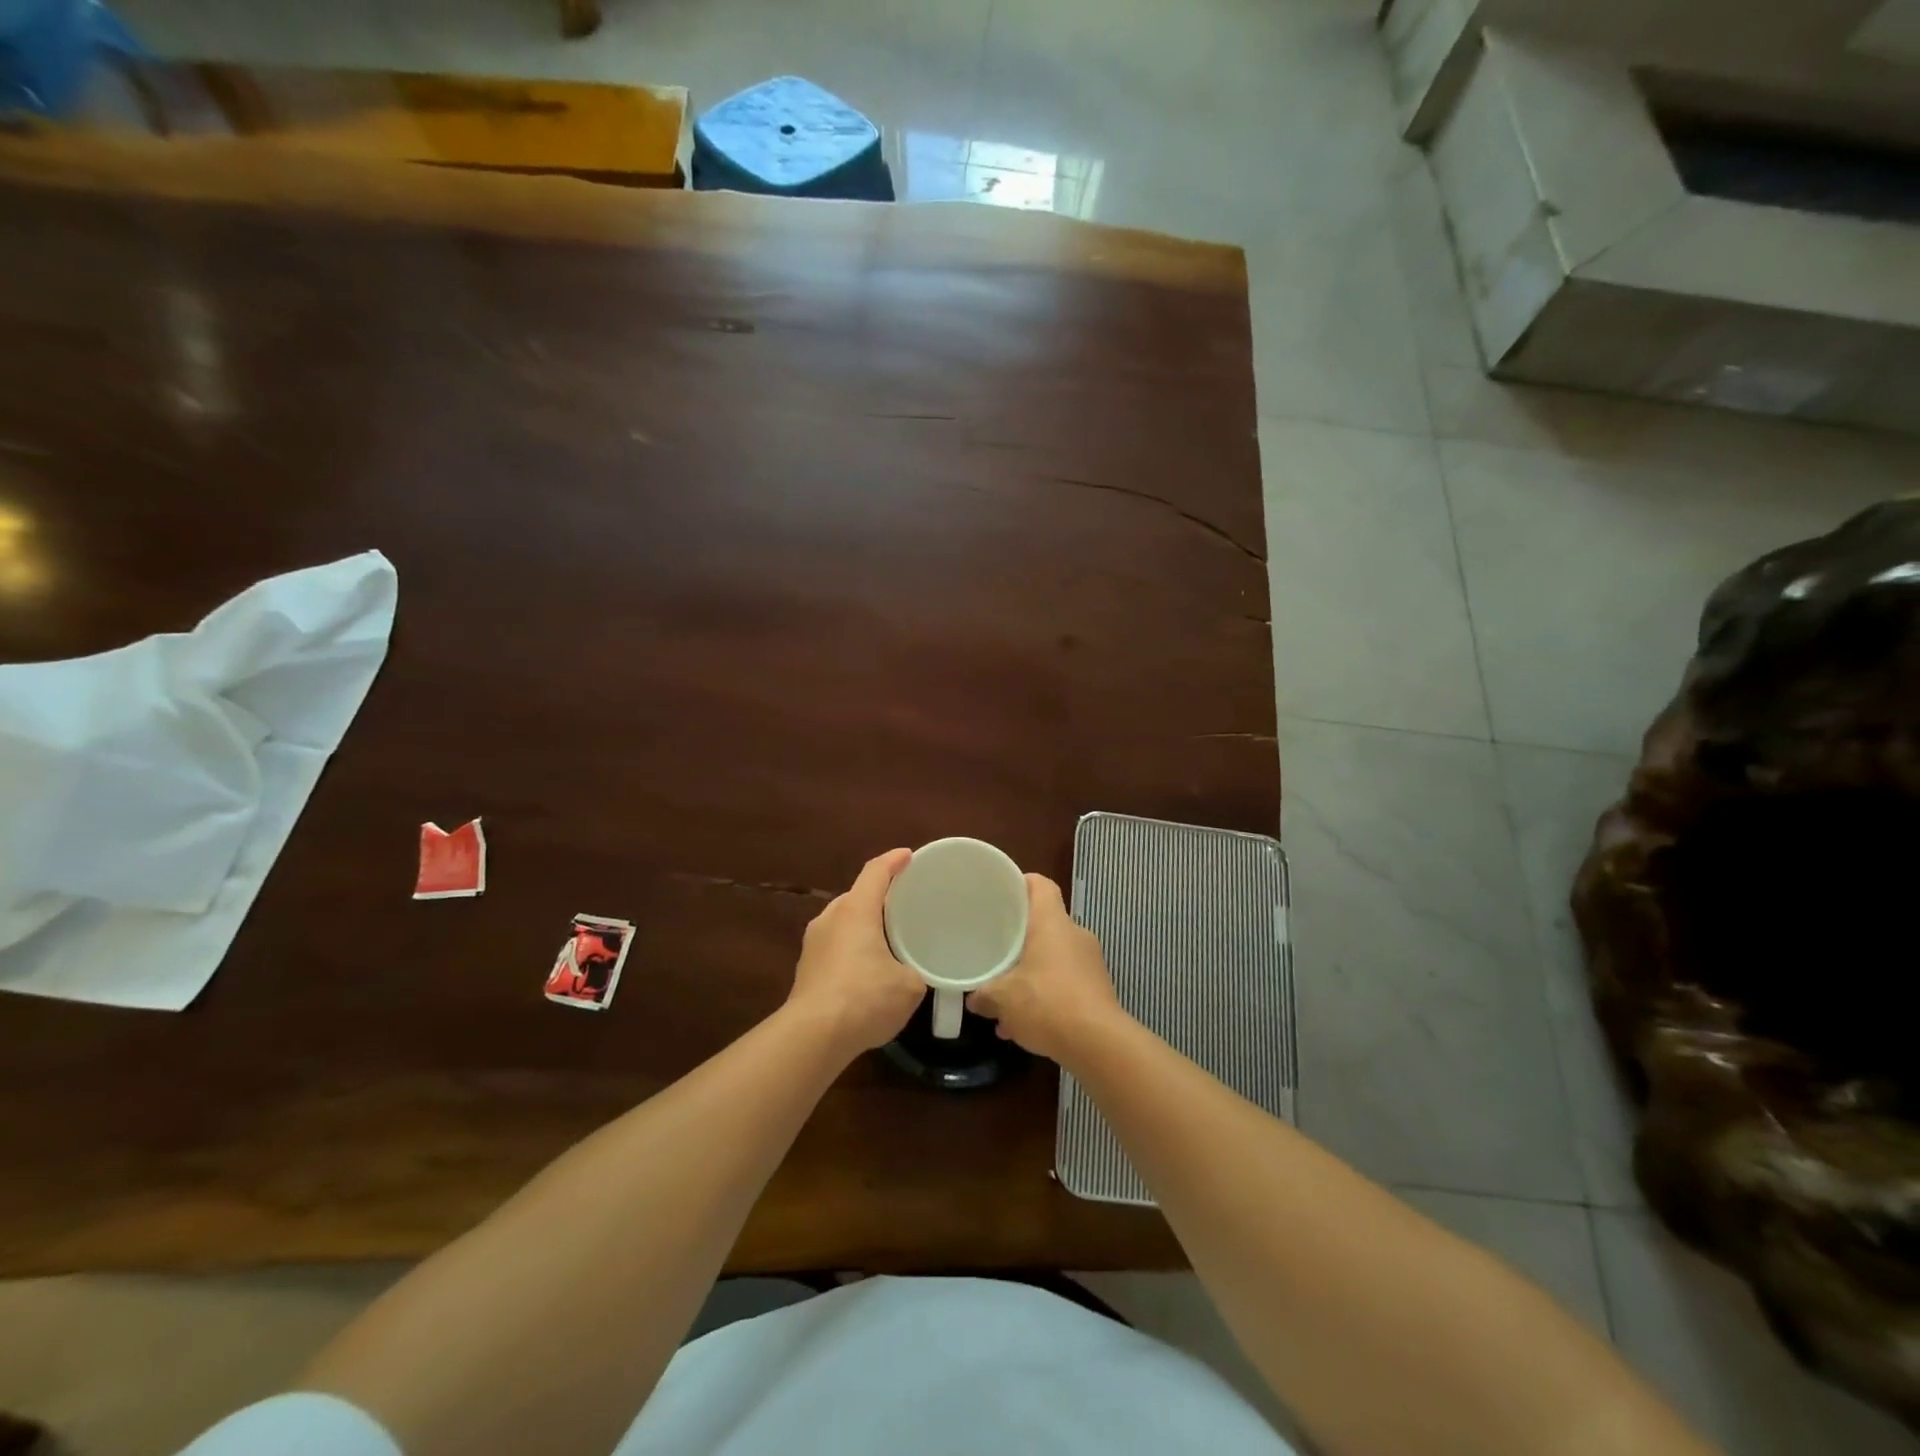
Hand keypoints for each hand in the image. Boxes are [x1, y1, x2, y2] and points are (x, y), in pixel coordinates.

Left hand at [787, 848, 927, 1057]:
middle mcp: (830, 918)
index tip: (908, 856)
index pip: (875, 872)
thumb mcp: (909, 986)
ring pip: (843, 922)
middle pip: (857, 896)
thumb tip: (911, 975)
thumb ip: (915, 971)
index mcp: (856, 910)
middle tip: (904, 905)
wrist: (813, 1036)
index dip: (894, 861)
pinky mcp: (805, 969)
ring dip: (864, 925)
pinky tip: (867, 969)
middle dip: (879, 897)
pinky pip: (835, 946)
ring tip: (887, 938)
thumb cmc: (865, 998)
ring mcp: (813, 944)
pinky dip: (852, 948)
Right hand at [967, 874, 1124, 1061]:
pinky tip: (1024, 1022)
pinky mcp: (1097, 989)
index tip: (1000, 894)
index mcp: (1052, 923)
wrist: (1098, 1044)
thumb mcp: (1003, 999)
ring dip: (1031, 971)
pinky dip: (1046, 994)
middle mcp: (1074, 934)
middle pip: (1045, 922)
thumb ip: (984, 994)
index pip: (1040, 885)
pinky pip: (1064, 981)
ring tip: (1006, 996)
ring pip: (1053, 956)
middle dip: (1020, 937)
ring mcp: (1090, 962)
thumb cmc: (1047, 1003)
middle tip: (995, 947)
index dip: (1021, 883)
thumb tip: (973, 998)